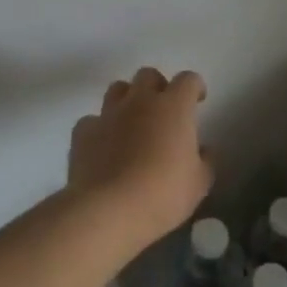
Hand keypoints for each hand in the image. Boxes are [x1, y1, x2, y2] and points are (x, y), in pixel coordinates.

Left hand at [68, 68, 213, 240]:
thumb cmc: (164, 194)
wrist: (109, 210)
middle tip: (164, 111)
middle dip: (158, 87)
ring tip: (133, 123)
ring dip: (128, 100)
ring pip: (117, 89)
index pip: (188, 80)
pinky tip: (104, 147)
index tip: (198, 100)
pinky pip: (93, 120)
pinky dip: (101, 129)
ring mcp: (108, 114)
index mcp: (174, 107)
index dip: (195, 87)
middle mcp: (140, 101)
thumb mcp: (199, 183)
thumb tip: (203, 150)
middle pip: (148, 75)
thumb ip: (205, 160)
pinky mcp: (82, 133)